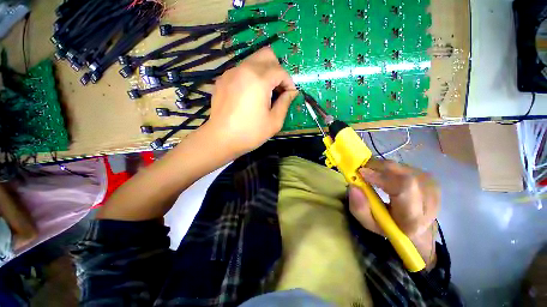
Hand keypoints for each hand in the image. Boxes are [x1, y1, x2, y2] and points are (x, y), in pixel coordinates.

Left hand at [203, 47, 298, 156]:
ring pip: (253, 61)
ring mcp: (230, 73)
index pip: (280, 71)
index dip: (289, 82)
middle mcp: (244, 69)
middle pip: (267, 55)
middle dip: (277, 70)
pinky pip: (241, 71)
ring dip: (264, 73)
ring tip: (264, 93)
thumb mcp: (274, 122)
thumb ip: (285, 103)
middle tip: (278, 89)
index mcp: (259, 79)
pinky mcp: (222, 80)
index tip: (290, 95)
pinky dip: (250, 78)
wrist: (221, 139)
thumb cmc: (250, 133)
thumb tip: (291, 92)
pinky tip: (249, 96)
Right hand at [348, 159, 439, 267]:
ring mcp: (431, 185)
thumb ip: (359, 208)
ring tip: (371, 174)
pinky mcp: (428, 177)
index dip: (380, 177)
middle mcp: (429, 199)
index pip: (403, 188)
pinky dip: (386, 167)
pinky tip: (382, 175)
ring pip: (400, 167)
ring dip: (380, 167)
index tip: (361, 172)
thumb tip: (353, 186)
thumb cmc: (391, 227)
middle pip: (401, 174)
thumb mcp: (370, 223)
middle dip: (376, 168)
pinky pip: (402, 165)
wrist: (419, 228)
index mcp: (414, 218)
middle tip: (361, 171)